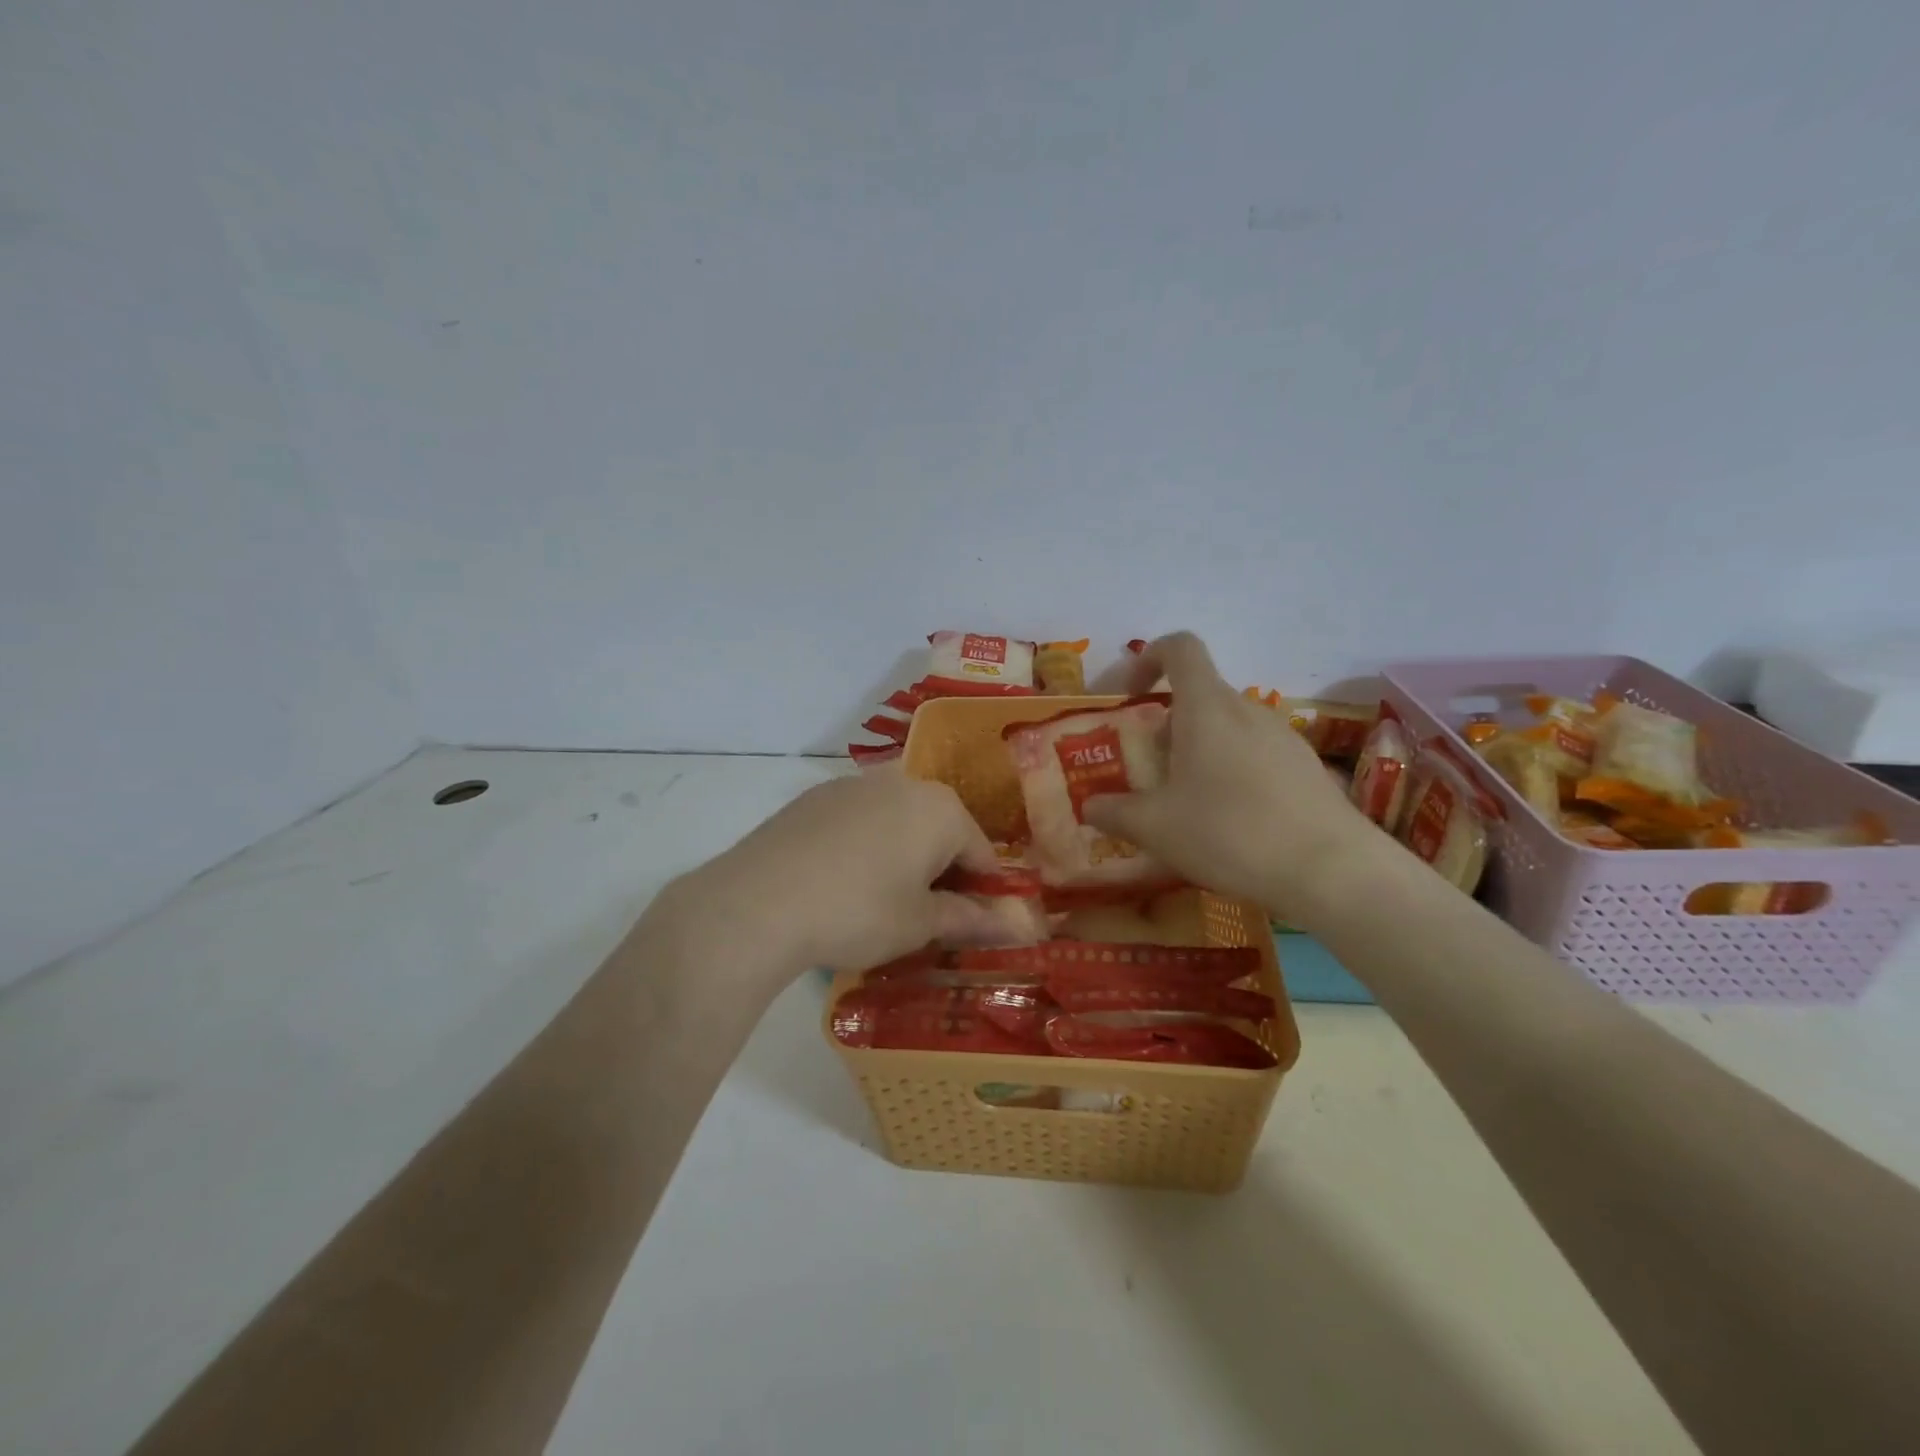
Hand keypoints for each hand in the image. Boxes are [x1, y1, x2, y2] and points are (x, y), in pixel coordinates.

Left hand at [651, 770, 1004, 987]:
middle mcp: (903, 782)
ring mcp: (854, 785)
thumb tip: (1016, 925)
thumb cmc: (858, 912)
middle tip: (927, 918)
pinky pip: (859, 821)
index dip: (984, 893)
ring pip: (898, 822)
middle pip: (940, 830)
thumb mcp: (920, 924)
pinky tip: (841, 882)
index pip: (982, 852)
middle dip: (942, 871)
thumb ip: (970, 918)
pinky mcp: (814, 797)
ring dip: (903, 856)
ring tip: (881, 902)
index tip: (973, 926)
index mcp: (940, 808)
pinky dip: (864, 847)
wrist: (758, 903)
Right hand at [1082, 632, 1384, 921]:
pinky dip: (1232, 771)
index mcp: (1207, 707)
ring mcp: (1283, 736)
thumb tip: (1089, 805)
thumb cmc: (1230, 832)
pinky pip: (1256, 753)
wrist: (1331, 871)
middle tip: (1150, 770)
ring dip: (1199, 750)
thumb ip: (1113, 811)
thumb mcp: (1155, 827)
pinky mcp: (1306, 766)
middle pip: (1200, 694)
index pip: (1180, 647)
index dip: (1148, 658)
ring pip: (1228, 726)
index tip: (1130, 696)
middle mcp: (1247, 710)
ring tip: (1187, 802)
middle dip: (1167, 724)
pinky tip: (1231, 821)